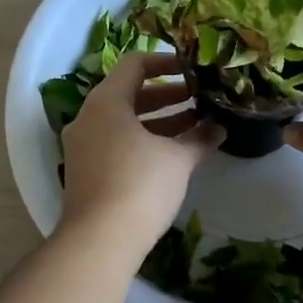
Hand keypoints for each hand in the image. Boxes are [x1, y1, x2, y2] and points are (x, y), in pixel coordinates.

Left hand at [60, 52, 221, 239]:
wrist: (99, 240)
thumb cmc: (140, 185)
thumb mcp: (177, 159)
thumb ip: (199, 138)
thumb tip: (220, 128)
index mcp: (106, 101)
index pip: (135, 64)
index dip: (166, 62)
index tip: (193, 69)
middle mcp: (89, 117)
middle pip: (129, 92)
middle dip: (167, 95)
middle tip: (199, 99)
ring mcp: (83, 145)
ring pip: (124, 121)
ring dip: (158, 120)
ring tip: (195, 125)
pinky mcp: (85, 170)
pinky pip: (116, 142)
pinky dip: (143, 140)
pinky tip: (173, 154)